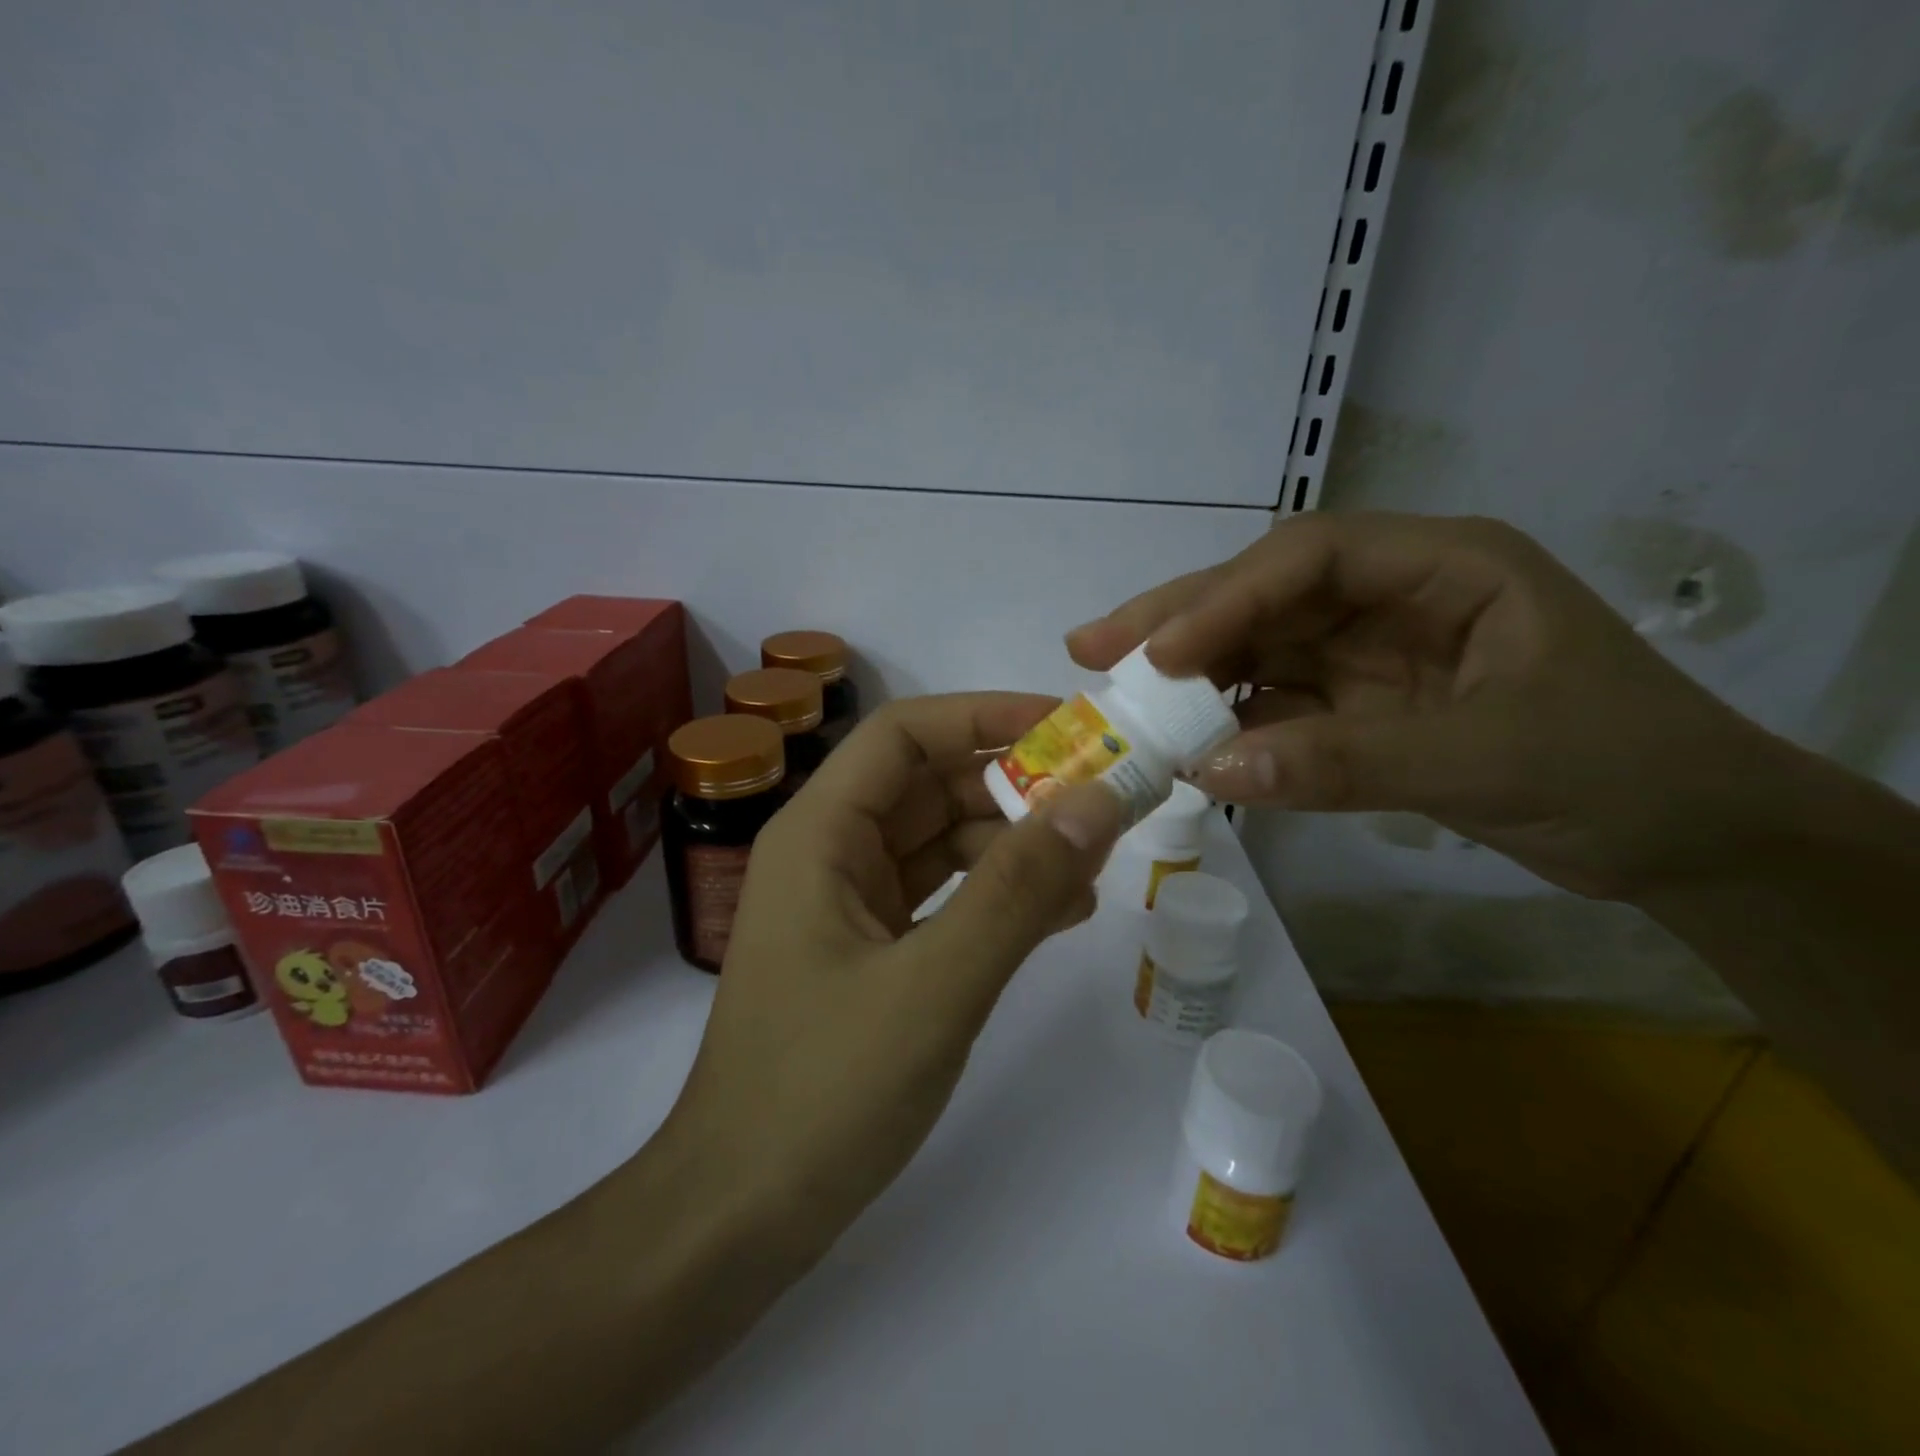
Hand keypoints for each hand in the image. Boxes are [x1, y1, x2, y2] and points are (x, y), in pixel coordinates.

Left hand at [664, 694, 1125, 1256]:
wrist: (741, 1215)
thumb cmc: (823, 1091)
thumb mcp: (936, 985)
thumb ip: (1020, 890)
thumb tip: (1099, 802)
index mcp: (820, 833)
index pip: (905, 734)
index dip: (985, 715)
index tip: (1069, 726)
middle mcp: (829, 853)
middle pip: (929, 785)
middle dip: (1014, 785)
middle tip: (1104, 796)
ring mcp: (848, 903)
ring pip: (941, 842)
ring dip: (1014, 843)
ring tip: (1094, 860)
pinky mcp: (870, 950)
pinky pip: (942, 896)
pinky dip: (996, 894)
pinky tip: (1058, 912)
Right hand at [1068, 512, 1780, 900]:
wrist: (1690, 842)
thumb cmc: (1623, 771)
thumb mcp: (1489, 758)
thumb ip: (1345, 760)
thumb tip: (1208, 770)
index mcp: (1442, 566)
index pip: (1308, 559)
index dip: (1225, 599)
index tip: (1158, 655)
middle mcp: (1392, 597)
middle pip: (1263, 596)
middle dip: (1178, 622)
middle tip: (1090, 648)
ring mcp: (1369, 655)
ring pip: (1258, 650)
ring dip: (1190, 677)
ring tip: (1117, 698)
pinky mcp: (1357, 708)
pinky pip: (1274, 706)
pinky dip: (1228, 725)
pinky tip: (1183, 745)